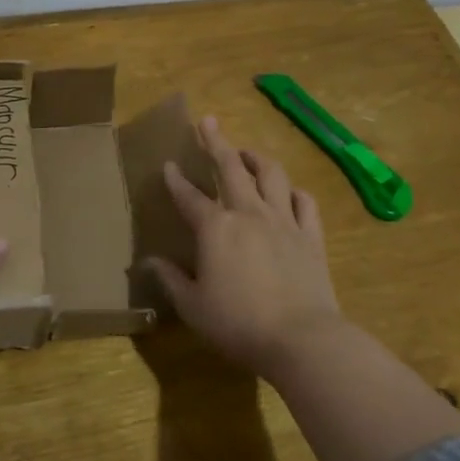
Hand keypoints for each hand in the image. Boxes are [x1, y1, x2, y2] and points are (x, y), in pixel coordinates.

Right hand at [145, 114, 343, 380]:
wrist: (301, 338)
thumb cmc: (237, 324)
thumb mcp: (193, 306)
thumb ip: (170, 279)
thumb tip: (148, 262)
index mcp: (215, 228)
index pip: (189, 196)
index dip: (176, 180)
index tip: (168, 164)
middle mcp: (249, 213)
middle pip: (231, 168)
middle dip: (216, 142)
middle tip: (208, 122)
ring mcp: (284, 221)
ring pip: (272, 175)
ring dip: (257, 158)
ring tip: (247, 152)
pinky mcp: (311, 236)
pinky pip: (305, 202)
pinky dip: (294, 192)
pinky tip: (290, 191)